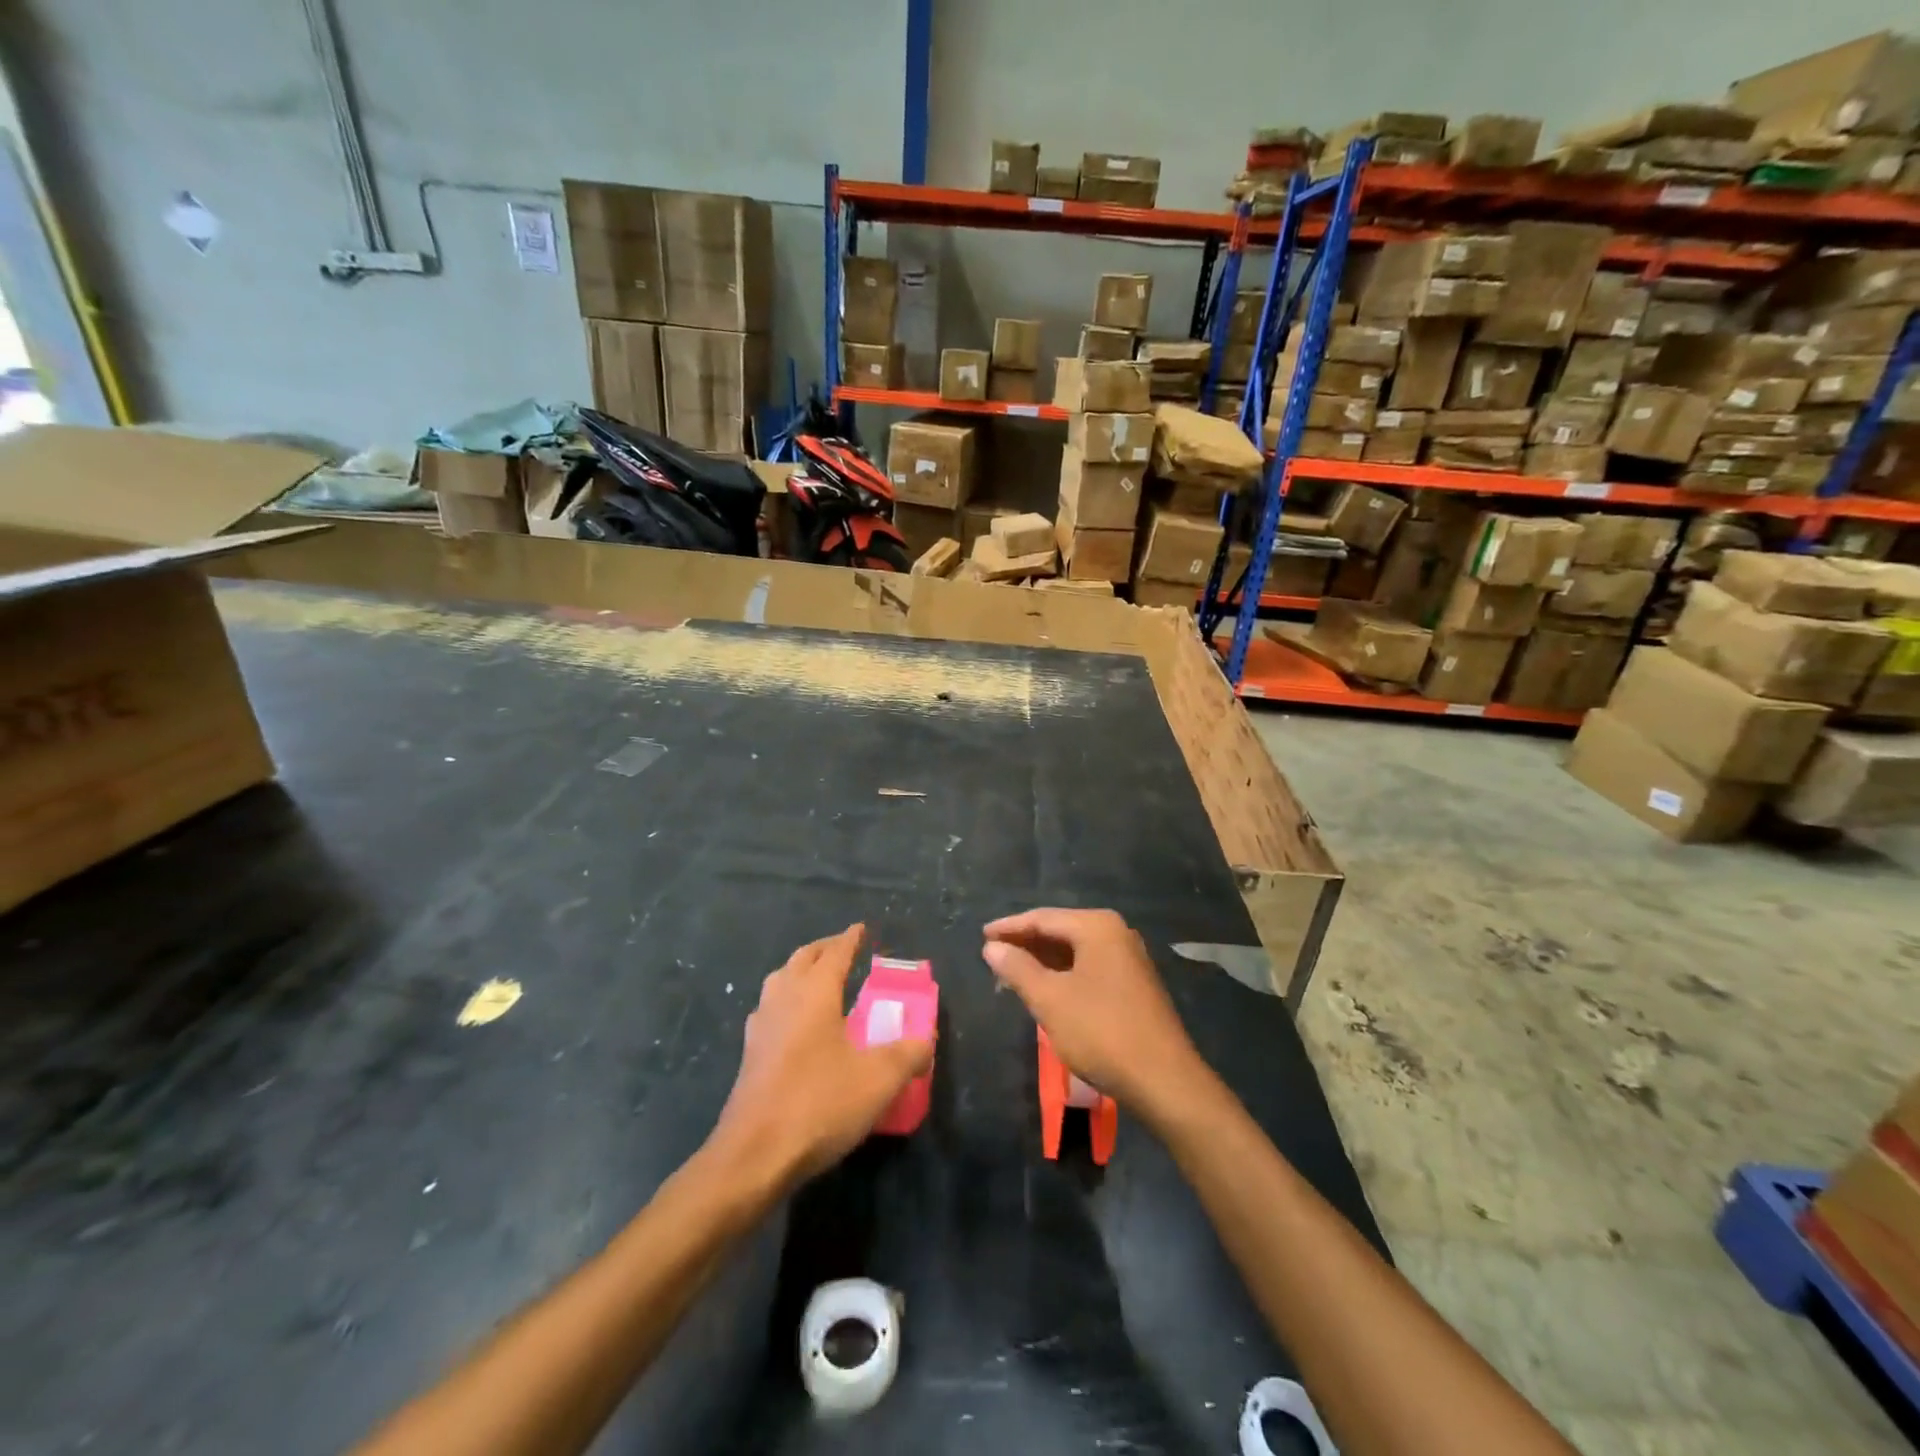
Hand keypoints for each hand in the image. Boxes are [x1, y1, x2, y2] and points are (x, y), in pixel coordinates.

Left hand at [709, 924, 932, 1187]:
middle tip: (842, 949)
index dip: (850, 939)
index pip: (834, 954)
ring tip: (817, 980)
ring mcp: (761, 1027)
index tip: (860, 928)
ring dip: (799, 971)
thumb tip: (926, 1040)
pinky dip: (785, 1001)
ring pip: (779, 981)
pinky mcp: (749, 1055)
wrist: (754, 1155)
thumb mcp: (878, 1080)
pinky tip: (793, 1024)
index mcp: (814, 994)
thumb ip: (908, 1055)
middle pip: (801, 960)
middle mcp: (783, 999)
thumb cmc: (819, 1104)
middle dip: (823, 949)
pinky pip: (769, 1010)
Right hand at [982, 908, 1208, 1124]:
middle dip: (1026, 944)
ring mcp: (1128, 958)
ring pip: (1075, 950)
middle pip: (1060, 930)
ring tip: (1012, 974)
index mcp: (1097, 926)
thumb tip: (992, 946)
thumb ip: (1018, 969)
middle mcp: (1116, 933)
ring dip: (1043, 961)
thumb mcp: (1050, 999)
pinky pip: (1089, 966)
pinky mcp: (1134, 983)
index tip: (981, 936)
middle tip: (993, 957)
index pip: (1043, 918)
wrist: (1164, 1080)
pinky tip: (1046, 989)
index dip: (1009, 927)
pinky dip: (1063, 973)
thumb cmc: (1101, 1032)